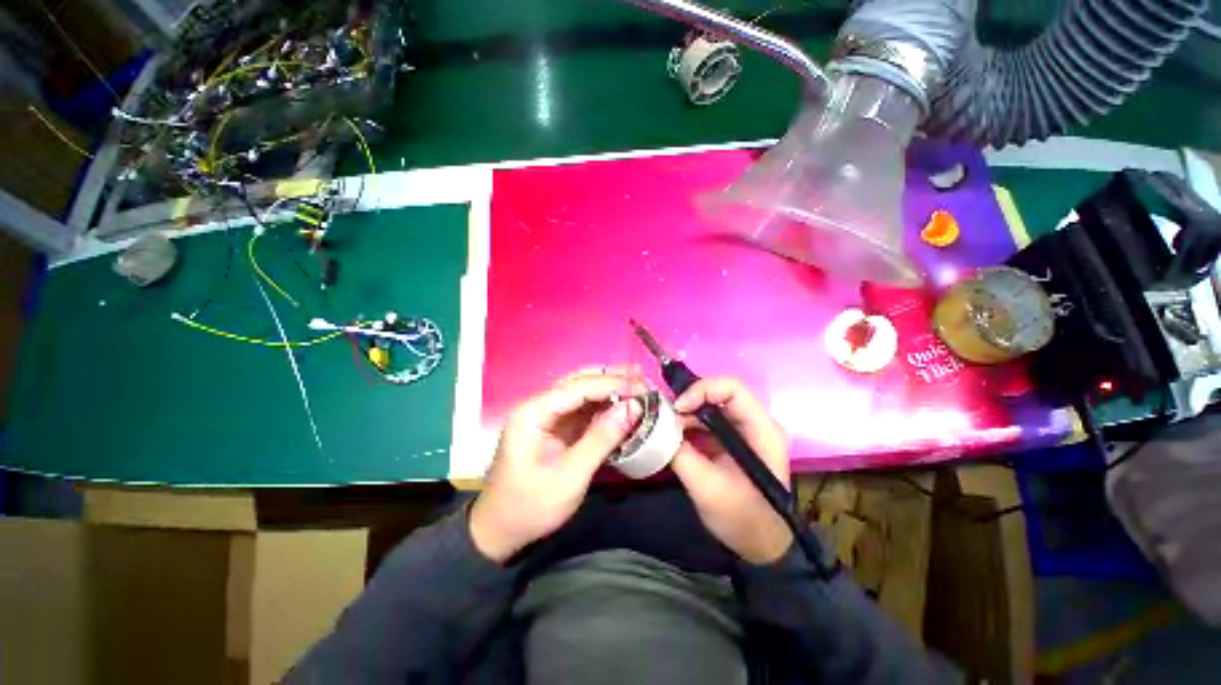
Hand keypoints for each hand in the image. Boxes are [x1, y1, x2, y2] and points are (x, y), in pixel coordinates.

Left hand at [470, 368, 644, 562]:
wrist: (500, 531)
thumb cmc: (531, 507)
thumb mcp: (570, 476)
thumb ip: (602, 439)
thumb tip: (633, 408)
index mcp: (533, 413)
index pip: (577, 387)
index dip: (611, 384)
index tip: (642, 388)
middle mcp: (539, 406)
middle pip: (578, 381)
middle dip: (611, 378)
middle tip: (642, 379)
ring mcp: (547, 416)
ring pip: (582, 391)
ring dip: (609, 388)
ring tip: (637, 385)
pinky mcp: (556, 427)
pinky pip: (583, 408)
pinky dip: (604, 405)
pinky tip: (622, 405)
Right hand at [671, 377, 793, 564]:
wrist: (760, 546)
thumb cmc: (741, 518)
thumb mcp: (706, 486)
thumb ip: (680, 453)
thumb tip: (656, 427)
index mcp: (761, 429)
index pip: (732, 388)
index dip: (701, 390)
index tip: (677, 409)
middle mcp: (755, 422)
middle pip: (718, 394)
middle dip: (688, 403)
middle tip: (664, 419)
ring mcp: (743, 431)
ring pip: (709, 407)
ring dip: (685, 415)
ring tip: (664, 430)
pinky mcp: (730, 440)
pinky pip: (706, 422)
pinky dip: (687, 426)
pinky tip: (673, 437)